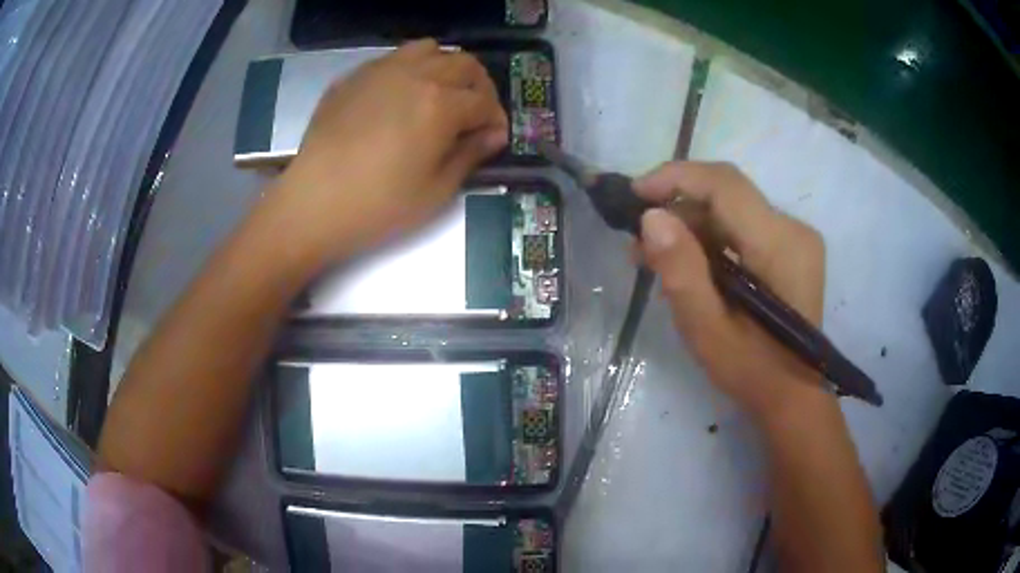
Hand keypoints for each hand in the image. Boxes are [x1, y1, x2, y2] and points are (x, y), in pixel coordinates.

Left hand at [270, 39, 507, 262]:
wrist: (313, 203)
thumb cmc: (379, 205)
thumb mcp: (436, 191)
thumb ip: (470, 155)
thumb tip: (494, 134)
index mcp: (441, 104)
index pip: (484, 101)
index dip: (496, 119)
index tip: (494, 137)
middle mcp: (416, 75)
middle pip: (464, 64)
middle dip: (479, 86)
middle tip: (475, 113)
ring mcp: (380, 71)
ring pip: (429, 50)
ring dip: (445, 67)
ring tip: (440, 94)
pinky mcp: (354, 77)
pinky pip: (392, 59)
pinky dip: (410, 70)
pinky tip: (400, 97)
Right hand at [634, 162, 826, 418]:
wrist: (793, 396)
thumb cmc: (752, 371)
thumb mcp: (708, 329)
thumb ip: (681, 271)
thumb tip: (651, 217)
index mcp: (779, 245)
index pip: (725, 185)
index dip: (676, 177)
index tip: (634, 194)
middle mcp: (793, 229)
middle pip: (728, 194)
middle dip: (678, 207)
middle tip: (639, 240)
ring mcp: (795, 238)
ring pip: (733, 210)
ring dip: (691, 226)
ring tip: (655, 258)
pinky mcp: (791, 249)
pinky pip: (743, 227)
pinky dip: (711, 239)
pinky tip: (688, 265)